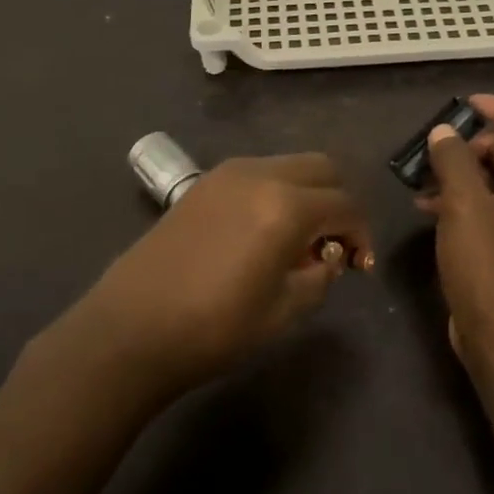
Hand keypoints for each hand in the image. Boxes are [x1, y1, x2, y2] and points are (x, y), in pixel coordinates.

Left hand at [70, 154, 372, 393]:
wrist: (131, 327)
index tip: (360, 267)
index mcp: (286, 206)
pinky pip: (256, 174)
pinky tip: (263, 233)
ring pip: (288, 166)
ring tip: (298, 242)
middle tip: (335, 245)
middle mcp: (259, 175)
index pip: (345, 204)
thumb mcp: (283, 311)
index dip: (361, 234)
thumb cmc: (214, 327)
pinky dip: (275, 193)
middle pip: (322, 168)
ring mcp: (226, 174)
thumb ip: (319, 276)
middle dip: (339, 202)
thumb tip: (329, 257)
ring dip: (307, 194)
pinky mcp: (202, 184)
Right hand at [419, 94, 493, 362]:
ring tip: (424, 172)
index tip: (468, 105)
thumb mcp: (465, 205)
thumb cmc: (488, 264)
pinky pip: (485, 207)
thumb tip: (443, 132)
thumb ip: (453, 161)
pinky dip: (459, 198)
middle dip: (476, 141)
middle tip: (440, 144)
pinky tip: (425, 204)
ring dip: (462, 170)